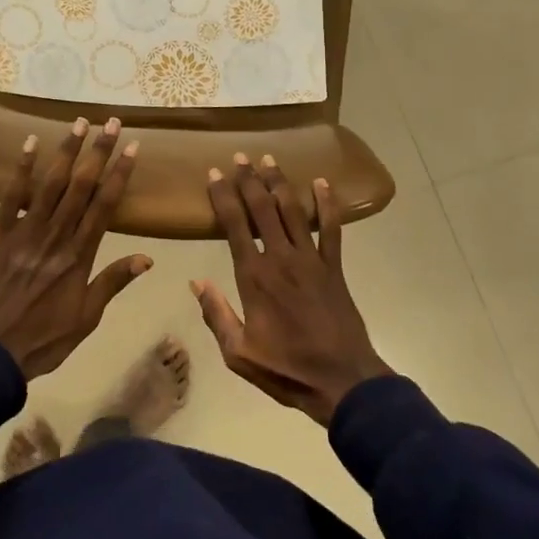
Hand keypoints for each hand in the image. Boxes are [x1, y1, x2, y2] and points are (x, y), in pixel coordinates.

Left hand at [0, 118, 152, 379]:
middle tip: (112, 122)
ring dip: (66, 151)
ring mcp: (25, 232)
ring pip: (51, 184)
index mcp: (80, 256)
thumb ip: (113, 283)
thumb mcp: (86, 318)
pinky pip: (11, 196)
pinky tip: (30, 143)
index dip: (120, 175)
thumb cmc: (42, 339)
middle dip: (98, 152)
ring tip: (80, 122)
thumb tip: (147, 258)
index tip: (132, 148)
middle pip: (81, 186)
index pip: (105, 206)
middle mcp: (56, 236)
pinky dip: (22, 169)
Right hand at [193, 155, 391, 425]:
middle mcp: (281, 258)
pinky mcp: (334, 267)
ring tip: (269, 159)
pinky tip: (322, 182)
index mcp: (254, 277)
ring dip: (280, 183)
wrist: (342, 381)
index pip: (234, 226)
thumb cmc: (286, 370)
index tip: (214, 173)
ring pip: (293, 211)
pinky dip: (327, 204)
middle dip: (250, 179)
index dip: (223, 196)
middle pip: (263, 209)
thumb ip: (216, 315)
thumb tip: (195, 283)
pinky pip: (332, 228)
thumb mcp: (238, 354)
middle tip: (240, 156)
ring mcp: (311, 260)